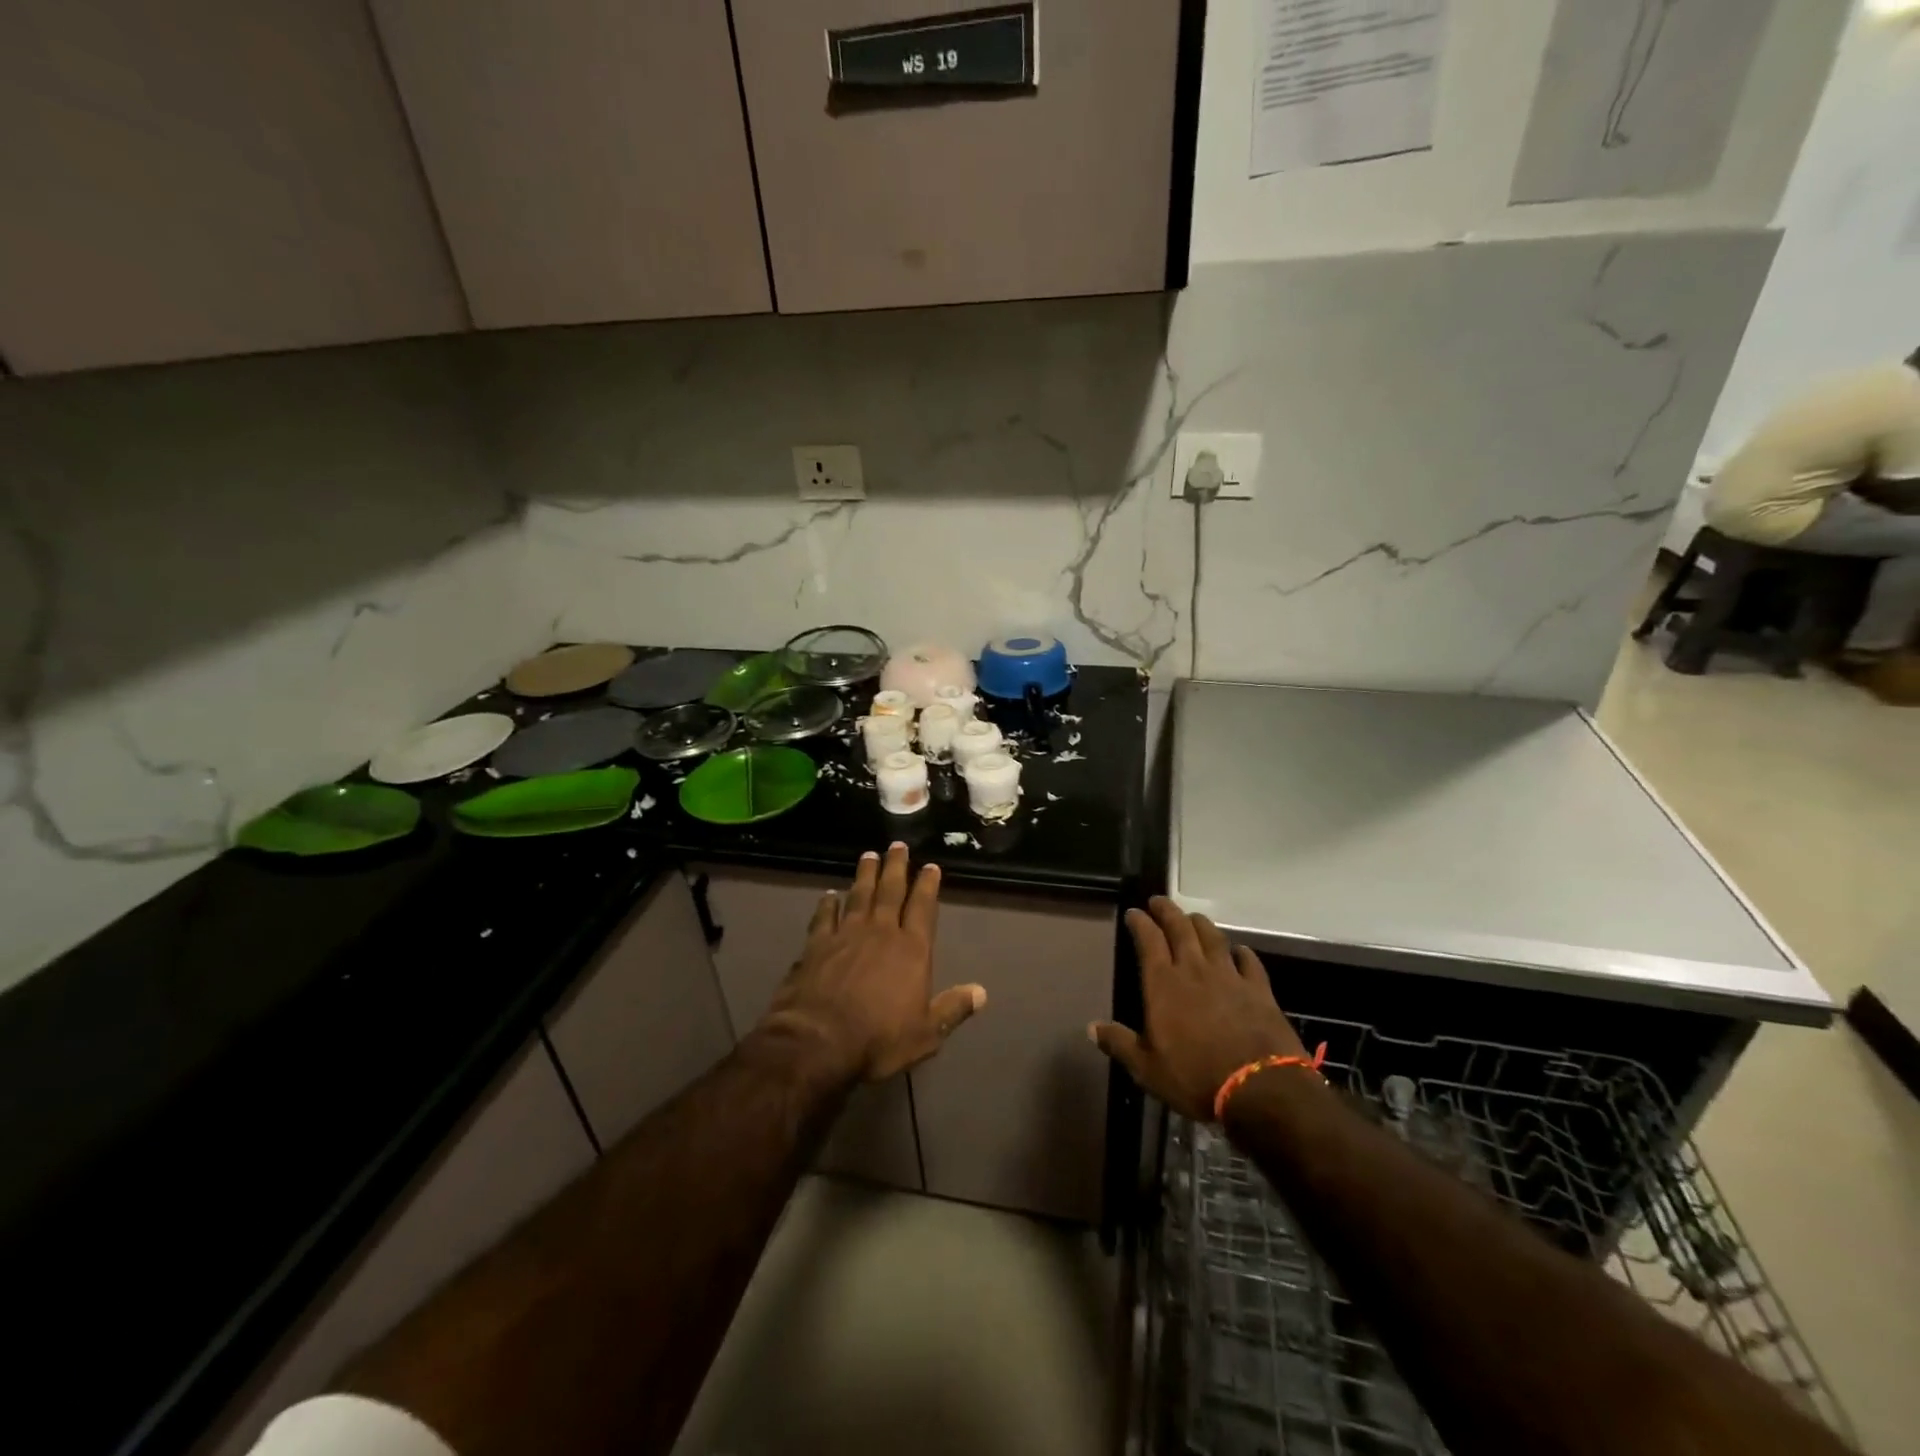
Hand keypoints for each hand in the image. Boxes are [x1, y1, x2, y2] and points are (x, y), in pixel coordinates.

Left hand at [761, 843, 986, 1082]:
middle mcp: (881, 932)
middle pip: (890, 891)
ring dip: (864, 875)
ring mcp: (846, 934)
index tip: (930, 866)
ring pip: (858, 895)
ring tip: (868, 855)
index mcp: (912, 950)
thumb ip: (952, 1008)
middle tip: (897, 845)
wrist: (818, 1041)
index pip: (923, 908)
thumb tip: (982, 992)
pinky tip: (829, 895)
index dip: (927, 886)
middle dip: (896, 867)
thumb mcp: (926, 1033)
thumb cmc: (879, 1039)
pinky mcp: (816, 945)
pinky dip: (827, 904)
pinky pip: (824, 916)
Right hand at [1090, 897, 1307, 1121]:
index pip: (1148, 940)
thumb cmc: (1195, 1078)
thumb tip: (1091, 1027)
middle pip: (1180, 928)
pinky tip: (1240, 951)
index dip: (1140, 922)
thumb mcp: (1147, 1068)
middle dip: (1167, 911)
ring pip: (1213, 938)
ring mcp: (1229, 976)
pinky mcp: (1259, 990)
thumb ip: (1119, 1043)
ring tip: (1192, 918)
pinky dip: (1242, 953)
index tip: (1134, 912)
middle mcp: (1194, 970)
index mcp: (1163, 984)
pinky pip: (1249, 962)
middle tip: (1159, 901)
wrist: (1260, 1088)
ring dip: (1200, 924)